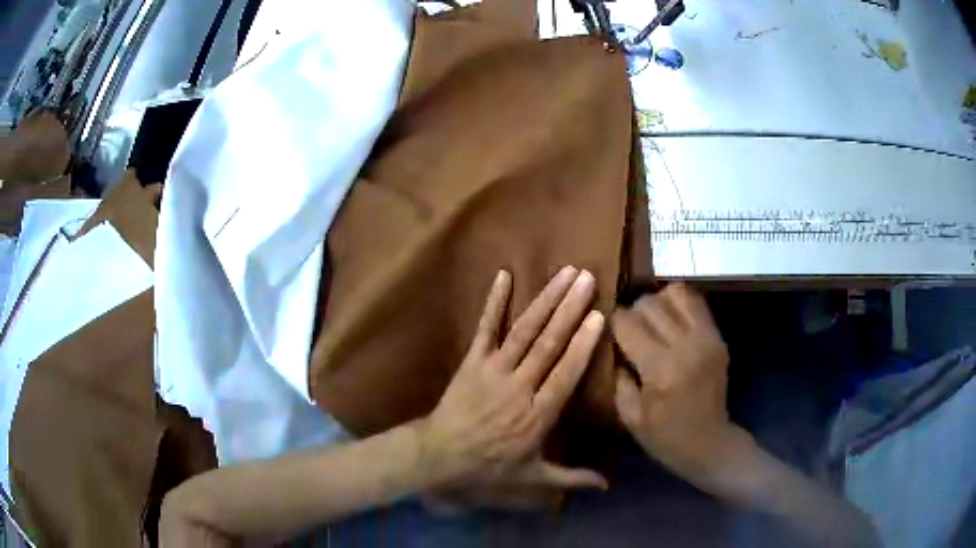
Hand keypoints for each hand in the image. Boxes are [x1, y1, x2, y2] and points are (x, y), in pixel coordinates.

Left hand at [420, 267, 607, 491]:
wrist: (440, 456)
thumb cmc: (490, 466)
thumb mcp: (534, 477)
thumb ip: (572, 478)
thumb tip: (607, 486)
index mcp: (537, 415)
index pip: (565, 374)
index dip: (582, 345)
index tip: (598, 317)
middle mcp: (518, 387)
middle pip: (548, 344)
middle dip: (569, 309)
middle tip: (587, 279)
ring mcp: (493, 370)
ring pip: (524, 331)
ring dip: (545, 300)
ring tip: (565, 273)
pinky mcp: (472, 361)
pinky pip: (484, 328)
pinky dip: (494, 302)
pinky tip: (504, 275)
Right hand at [612, 284, 738, 478]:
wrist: (709, 443)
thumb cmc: (664, 436)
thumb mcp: (630, 415)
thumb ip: (619, 376)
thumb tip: (615, 343)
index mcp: (660, 369)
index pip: (629, 323)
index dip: (614, 320)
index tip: (608, 327)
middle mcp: (685, 345)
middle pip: (650, 303)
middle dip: (633, 310)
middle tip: (629, 326)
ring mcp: (706, 338)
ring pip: (675, 294)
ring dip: (658, 301)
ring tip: (652, 318)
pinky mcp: (717, 337)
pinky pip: (696, 302)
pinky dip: (679, 302)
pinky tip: (671, 318)